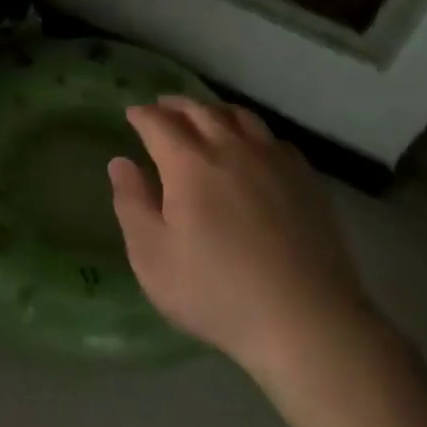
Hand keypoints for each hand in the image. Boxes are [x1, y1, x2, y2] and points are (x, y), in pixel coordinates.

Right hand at [108, 97, 377, 375]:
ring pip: (241, 117)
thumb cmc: (215, 292)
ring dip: (214, 110)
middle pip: (200, 111)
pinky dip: (252, 131)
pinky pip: (273, 139)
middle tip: (161, 107)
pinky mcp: (306, 181)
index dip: (141, 115)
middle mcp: (232, 149)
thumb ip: (131, 203)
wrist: (306, 321)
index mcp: (189, 164)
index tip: (131, 114)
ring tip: (203, 116)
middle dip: (175, 105)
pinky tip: (252, 147)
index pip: (159, 124)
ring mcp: (274, 162)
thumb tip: (120, 163)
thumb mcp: (152, 256)